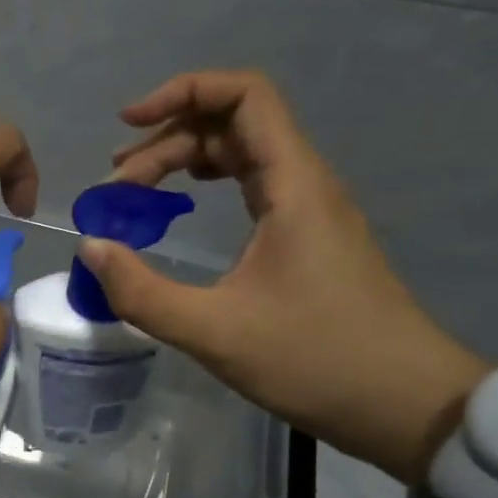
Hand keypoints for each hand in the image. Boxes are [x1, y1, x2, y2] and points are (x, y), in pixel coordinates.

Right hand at [82, 70, 488, 485]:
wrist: (407, 405)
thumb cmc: (317, 361)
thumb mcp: (214, 333)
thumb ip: (142, 291)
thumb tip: (91, 247)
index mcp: (293, 185)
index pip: (244, 96)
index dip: (182, 92)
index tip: (127, 124)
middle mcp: (304, 183)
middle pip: (231, 124)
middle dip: (166, 141)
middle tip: (116, 189)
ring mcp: (309, 209)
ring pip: (241, 154)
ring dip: (183, 160)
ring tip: (133, 192)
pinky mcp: (307, 236)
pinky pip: (252, 184)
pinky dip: (207, 183)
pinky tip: (181, 208)